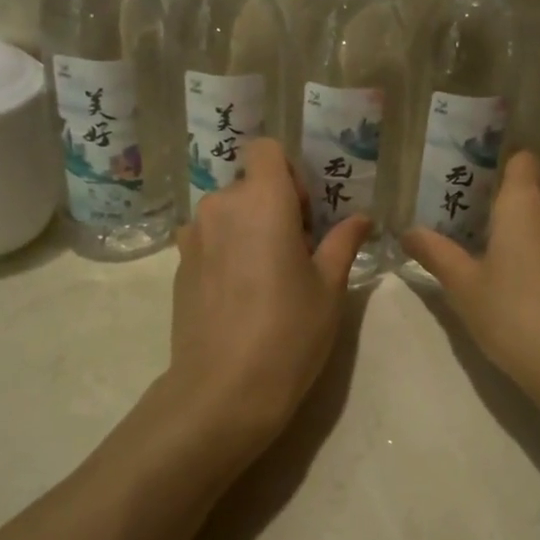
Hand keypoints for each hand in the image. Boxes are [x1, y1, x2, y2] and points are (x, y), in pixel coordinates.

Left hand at [165, 138, 371, 451]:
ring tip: (265, 275)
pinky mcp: (178, 266)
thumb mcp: (329, 287)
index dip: (288, 171)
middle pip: (248, 184)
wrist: (223, 390)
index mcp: (262, 201)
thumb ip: (342, 243)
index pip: (265, 149)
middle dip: (272, 205)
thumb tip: (362, 219)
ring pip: (227, 213)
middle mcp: (221, 206)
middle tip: (295, 251)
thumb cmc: (289, 332)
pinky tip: (240, 294)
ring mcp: (193, 236)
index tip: (303, 212)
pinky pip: (208, 239)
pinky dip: (225, 250)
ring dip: (247, 228)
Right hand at [400, 152, 539, 402]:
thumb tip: (408, 231)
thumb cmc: (511, 312)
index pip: (522, 158)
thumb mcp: (462, 284)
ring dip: (526, 226)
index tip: (472, 183)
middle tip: (471, 220)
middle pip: (535, 186)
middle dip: (507, 198)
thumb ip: (434, 252)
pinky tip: (522, 282)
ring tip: (493, 252)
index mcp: (526, 203)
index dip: (499, 164)